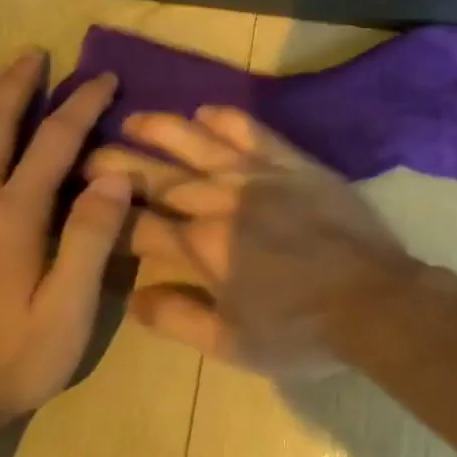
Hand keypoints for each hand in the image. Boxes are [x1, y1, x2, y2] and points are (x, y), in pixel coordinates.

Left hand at [0, 49, 132, 420]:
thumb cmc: (18, 356)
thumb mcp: (70, 307)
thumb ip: (92, 238)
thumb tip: (116, 177)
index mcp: (11, 218)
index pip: (52, 144)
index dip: (80, 105)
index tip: (104, 77)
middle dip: (15, 85)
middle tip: (37, 54)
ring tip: (0, 74)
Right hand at [87, 107, 419, 376]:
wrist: (373, 301)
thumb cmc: (302, 331)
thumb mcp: (232, 345)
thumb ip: (178, 319)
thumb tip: (133, 294)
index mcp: (202, 249)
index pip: (139, 226)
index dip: (107, 216)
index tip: (83, 205)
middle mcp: (223, 203)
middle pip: (160, 179)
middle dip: (119, 166)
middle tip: (87, 153)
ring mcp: (262, 178)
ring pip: (201, 145)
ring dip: (163, 130)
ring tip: (133, 118)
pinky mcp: (298, 166)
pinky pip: (256, 133)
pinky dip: (229, 120)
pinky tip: (206, 111)